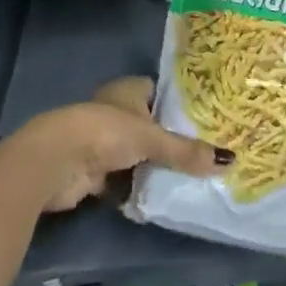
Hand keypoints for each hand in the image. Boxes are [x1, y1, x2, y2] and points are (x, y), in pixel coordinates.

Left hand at [13, 77, 229, 211]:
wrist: (55, 162)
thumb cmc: (106, 133)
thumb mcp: (154, 140)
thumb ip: (187, 151)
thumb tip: (229, 161)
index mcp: (127, 90)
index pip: (156, 91)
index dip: (176, 103)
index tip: (202, 118)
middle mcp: (113, 111)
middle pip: (146, 124)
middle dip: (166, 138)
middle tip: (200, 151)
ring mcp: (99, 142)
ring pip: (134, 153)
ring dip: (150, 165)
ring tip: (186, 175)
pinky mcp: (90, 171)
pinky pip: (121, 178)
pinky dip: (134, 186)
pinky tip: (156, 195)